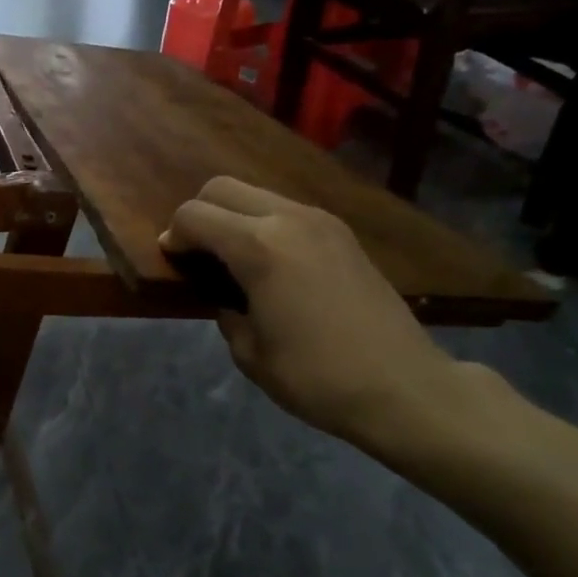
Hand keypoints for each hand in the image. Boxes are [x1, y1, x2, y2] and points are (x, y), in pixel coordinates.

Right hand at [160, 177, 473, 449]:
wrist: (405, 388)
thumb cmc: (317, 377)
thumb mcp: (249, 353)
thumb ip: (226, 312)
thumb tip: (226, 297)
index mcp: (259, 248)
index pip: (194, 216)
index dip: (174, 236)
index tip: (172, 263)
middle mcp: (289, 220)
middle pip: (222, 188)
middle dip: (199, 214)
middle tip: (197, 254)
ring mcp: (321, 221)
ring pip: (257, 194)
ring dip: (234, 216)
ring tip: (233, 259)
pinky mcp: (343, 233)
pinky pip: (287, 211)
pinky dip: (264, 224)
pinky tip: (271, 264)